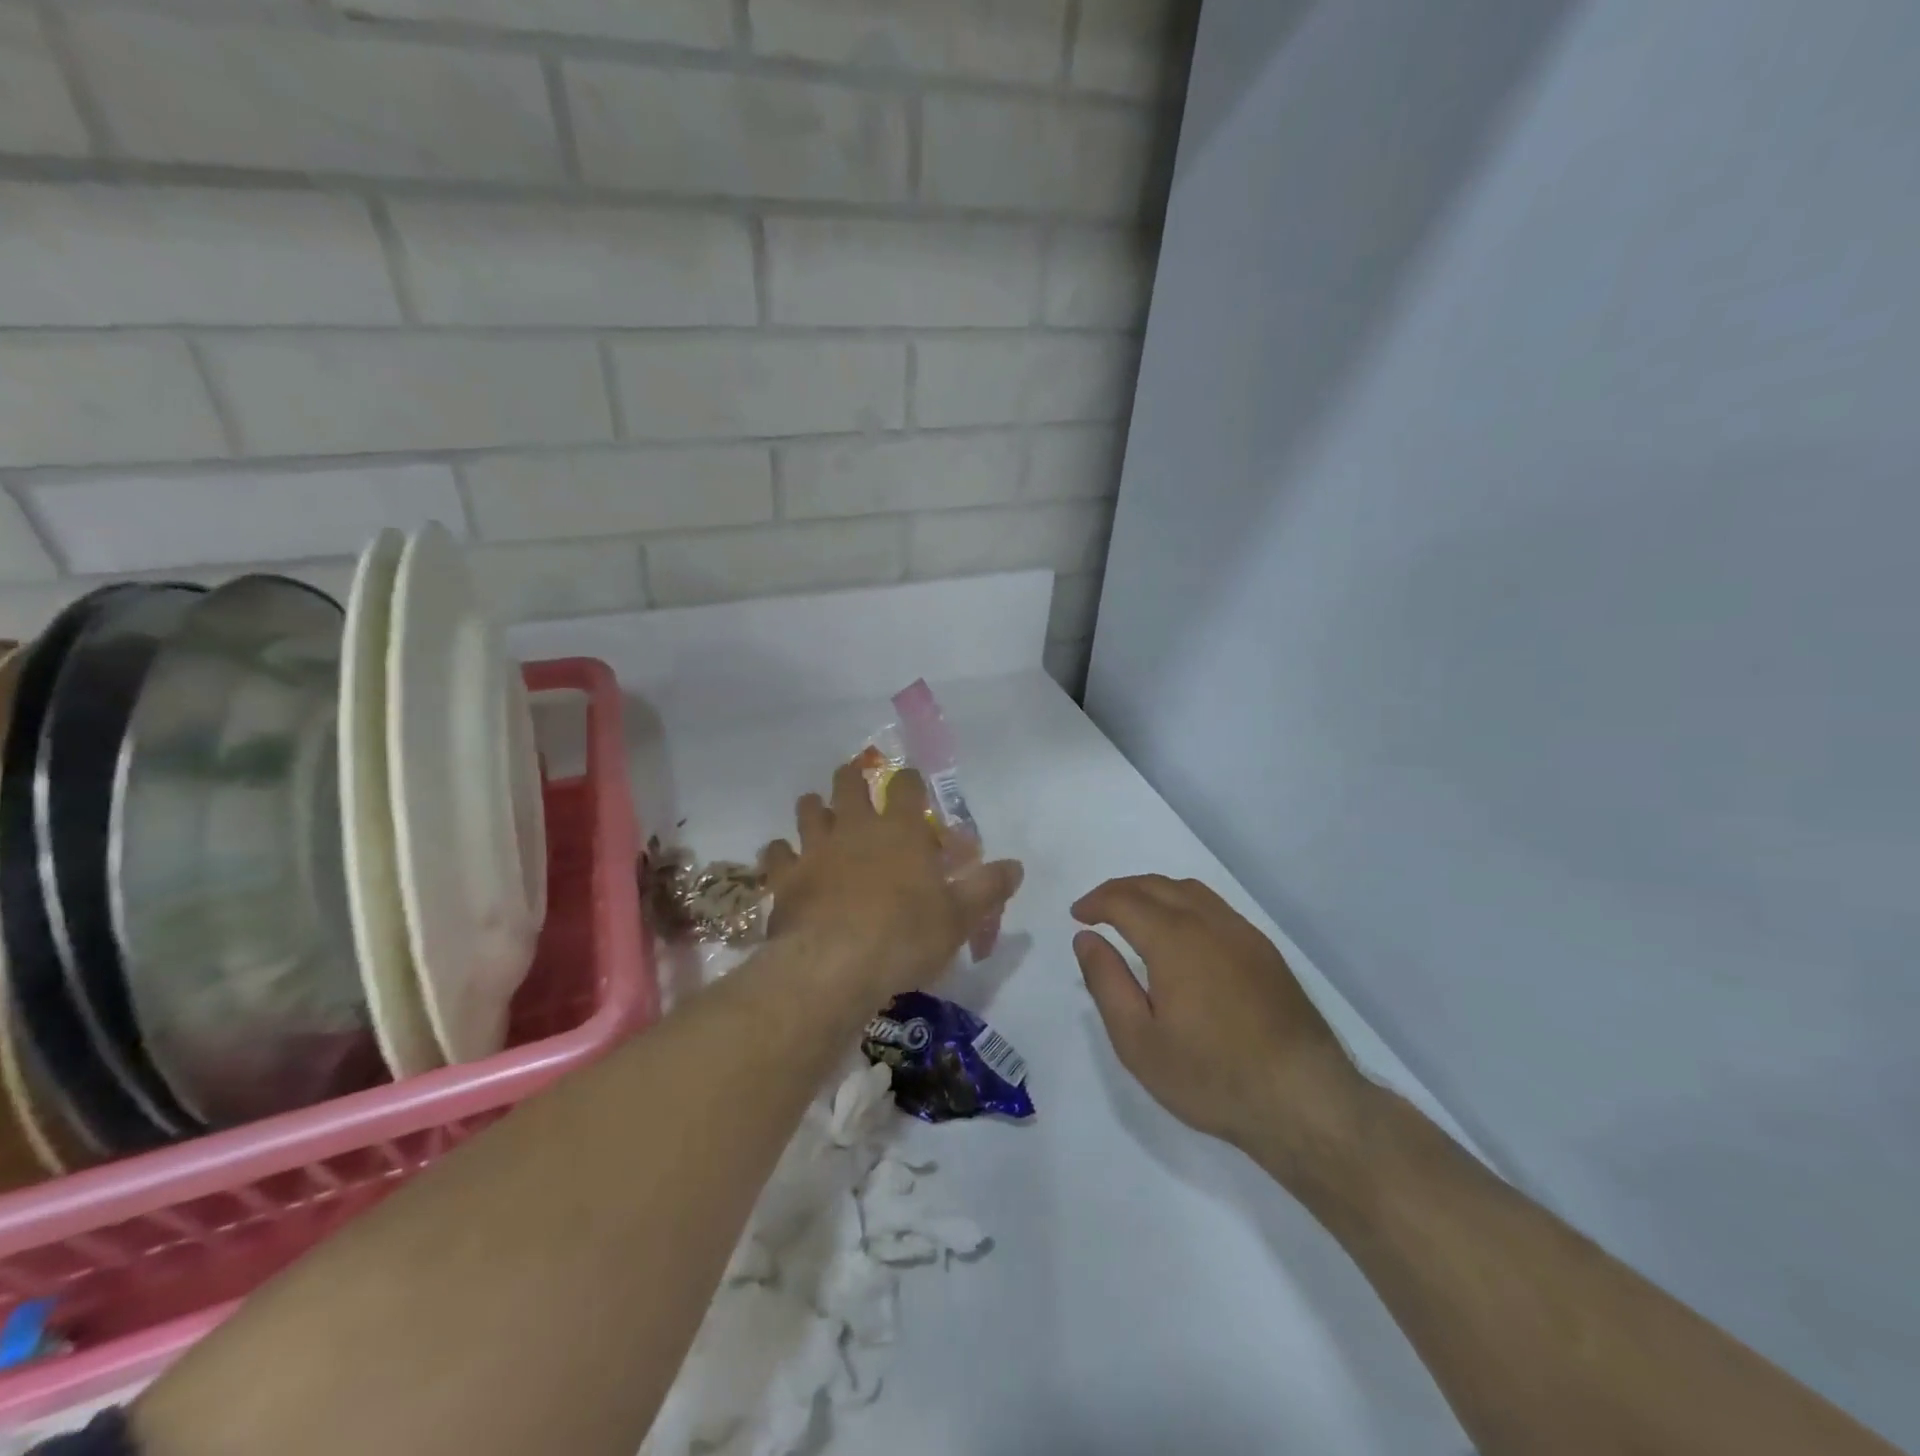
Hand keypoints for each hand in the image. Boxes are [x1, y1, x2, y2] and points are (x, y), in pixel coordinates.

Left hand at [762, 762, 1022, 1002]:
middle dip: (851, 777)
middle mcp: (856, 828)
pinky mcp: (785, 877)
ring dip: (813, 806)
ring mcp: (815, 849)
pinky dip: (779, 852)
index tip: (910, 779)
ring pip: (809, 811)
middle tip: (854, 777)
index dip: (909, 779)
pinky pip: (775, 853)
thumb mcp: (959, 917)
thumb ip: (987, 888)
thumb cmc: (905, 936)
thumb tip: (1016, 866)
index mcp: (901, 831)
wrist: (834, 965)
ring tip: (816, 808)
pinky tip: (782, 857)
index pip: (905, 787)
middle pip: (848, 785)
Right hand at [1072, 875, 1366, 1179]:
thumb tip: (1087, 939)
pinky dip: (1184, 904)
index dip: (1095, 902)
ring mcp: (1243, 934)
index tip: (1077, 916)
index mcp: (1174, 940)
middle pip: (1156, 885)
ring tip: (1133, 915)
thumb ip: (1107, 983)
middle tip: (1097, 910)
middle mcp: (1209, 923)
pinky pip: (1215, 907)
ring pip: (1189, 891)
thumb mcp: (1139, 1041)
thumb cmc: (1211, 1076)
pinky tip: (1180, 934)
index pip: (1125, 900)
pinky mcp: (1265, 951)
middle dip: (1120, 890)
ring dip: (1153, 892)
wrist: (1304, 1100)